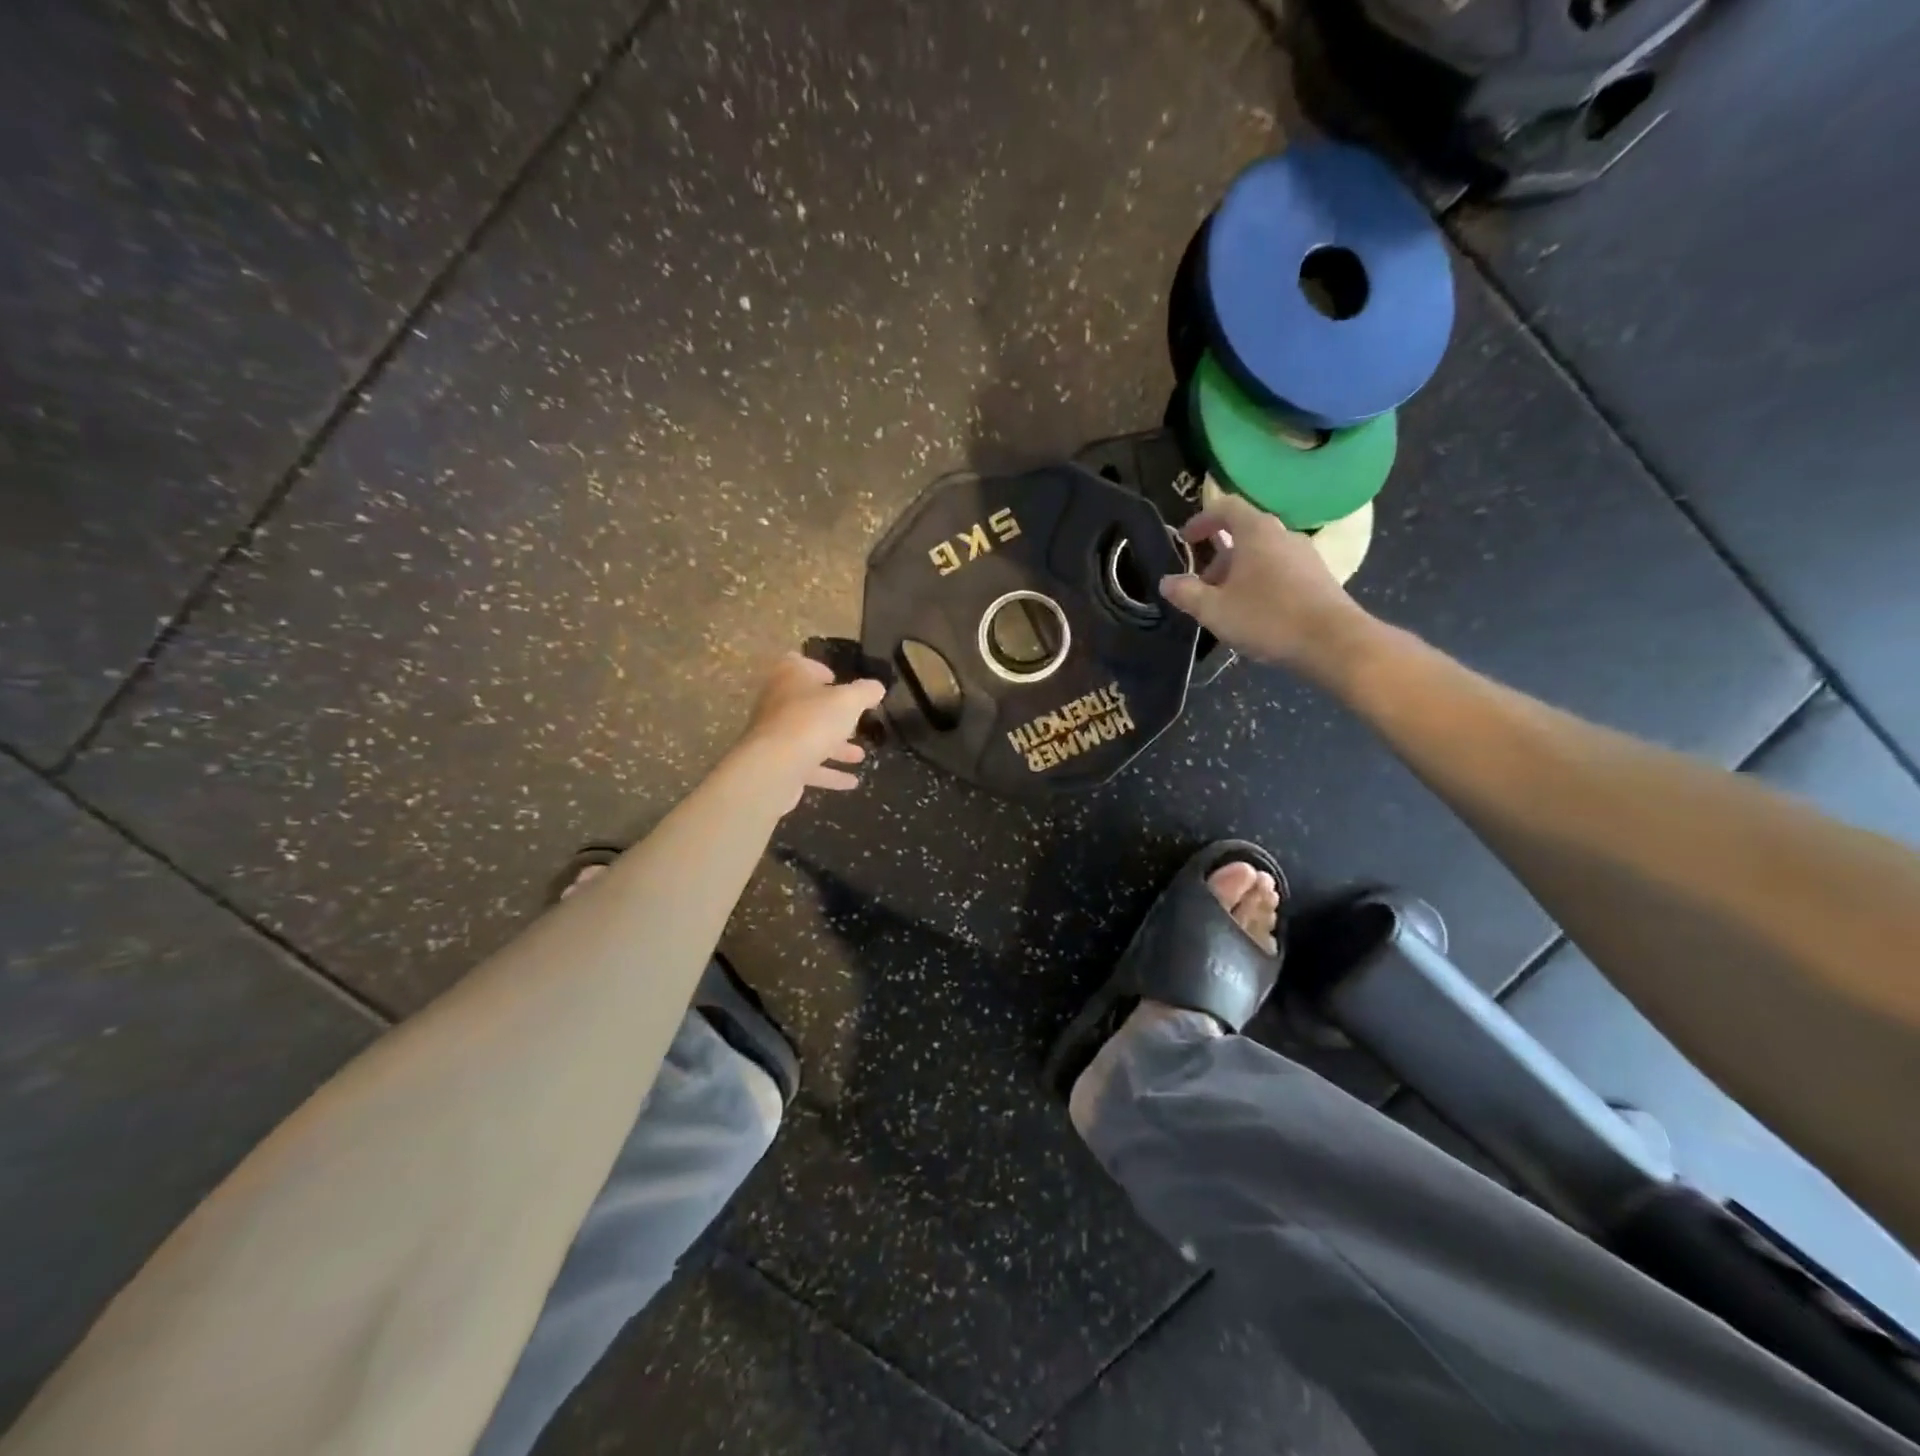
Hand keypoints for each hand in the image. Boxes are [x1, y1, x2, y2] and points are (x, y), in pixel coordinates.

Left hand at [733, 652, 885, 803]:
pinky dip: (829, 773)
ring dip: (835, 747)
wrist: (774, 767)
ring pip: (809, 737)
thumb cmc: (812, 721)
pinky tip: (852, 782)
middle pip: (806, 704)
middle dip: (832, 714)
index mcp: (789, 677)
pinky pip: (807, 766)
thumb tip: (877, 688)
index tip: (838, 681)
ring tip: (860, 756)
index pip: (799, 664)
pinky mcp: (778, 764)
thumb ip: (865, 692)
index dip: (818, 669)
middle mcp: (777, 702)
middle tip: (855, 722)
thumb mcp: (849, 701)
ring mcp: (775, 735)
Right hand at [1159, 493, 1377, 678]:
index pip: (1225, 507)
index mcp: (1255, 532)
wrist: (1333, 641)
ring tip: (1225, 604)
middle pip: (1243, 533)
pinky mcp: (1317, 577)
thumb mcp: (1214, 609)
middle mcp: (1282, 534)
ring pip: (1262, 554)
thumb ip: (1186, 593)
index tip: (1185, 540)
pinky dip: (1259, 582)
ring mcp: (1304, 555)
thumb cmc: (1267, 617)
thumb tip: (1167, 581)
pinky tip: (1254, 613)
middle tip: (1201, 586)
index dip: (1201, 520)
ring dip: (1238, 573)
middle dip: (1217, 557)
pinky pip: (1279, 570)